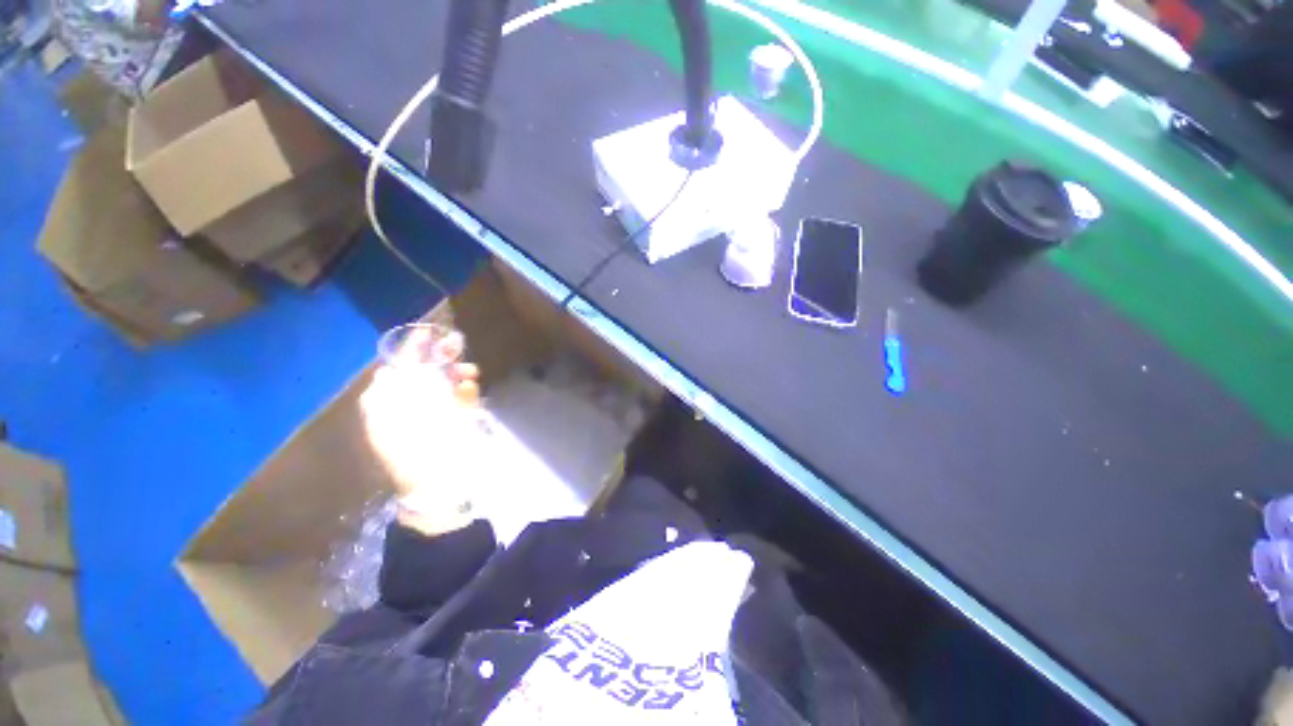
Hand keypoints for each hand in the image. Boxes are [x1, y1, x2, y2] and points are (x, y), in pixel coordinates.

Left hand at [360, 329, 484, 534]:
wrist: (440, 486)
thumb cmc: (414, 454)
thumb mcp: (392, 425)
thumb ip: (387, 396)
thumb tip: (387, 370)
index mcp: (389, 406)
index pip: (398, 370)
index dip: (412, 351)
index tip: (428, 335)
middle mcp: (411, 406)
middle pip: (425, 373)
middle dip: (441, 358)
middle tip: (456, 345)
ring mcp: (435, 413)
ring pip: (446, 383)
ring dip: (457, 373)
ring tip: (471, 372)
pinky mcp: (456, 420)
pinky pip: (461, 399)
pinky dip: (467, 391)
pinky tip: (471, 388)